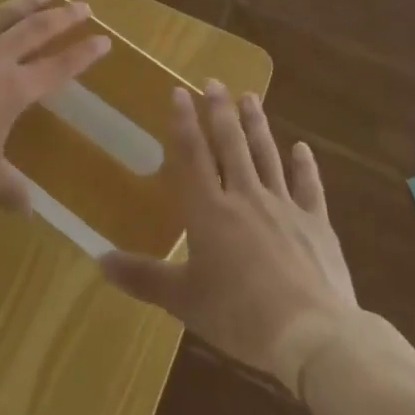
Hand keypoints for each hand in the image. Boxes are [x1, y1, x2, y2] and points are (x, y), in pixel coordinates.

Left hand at [0, 0, 109, 211]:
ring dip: (26, 1)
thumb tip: (28, 213)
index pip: (58, 68)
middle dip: (62, 18)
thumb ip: (8, 189)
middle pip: (36, 31)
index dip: (83, 54)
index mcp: (14, 89)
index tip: (104, 39)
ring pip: (2, 15)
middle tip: (83, 5)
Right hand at [100, 81, 358, 390]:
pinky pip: (308, 186)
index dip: (184, 122)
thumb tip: (98, 261)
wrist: (310, 333)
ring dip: (257, 125)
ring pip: (267, 155)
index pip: (192, 155)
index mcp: (209, 211)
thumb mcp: (183, 299)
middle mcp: (245, 197)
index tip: (179, 91)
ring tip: (250, 97)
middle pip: (230, 144)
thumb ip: (142, 277)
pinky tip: (302, 147)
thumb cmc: (238, 315)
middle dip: (220, 111)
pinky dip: (305, 165)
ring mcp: (284, 206)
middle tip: (214, 82)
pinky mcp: (316, 223)